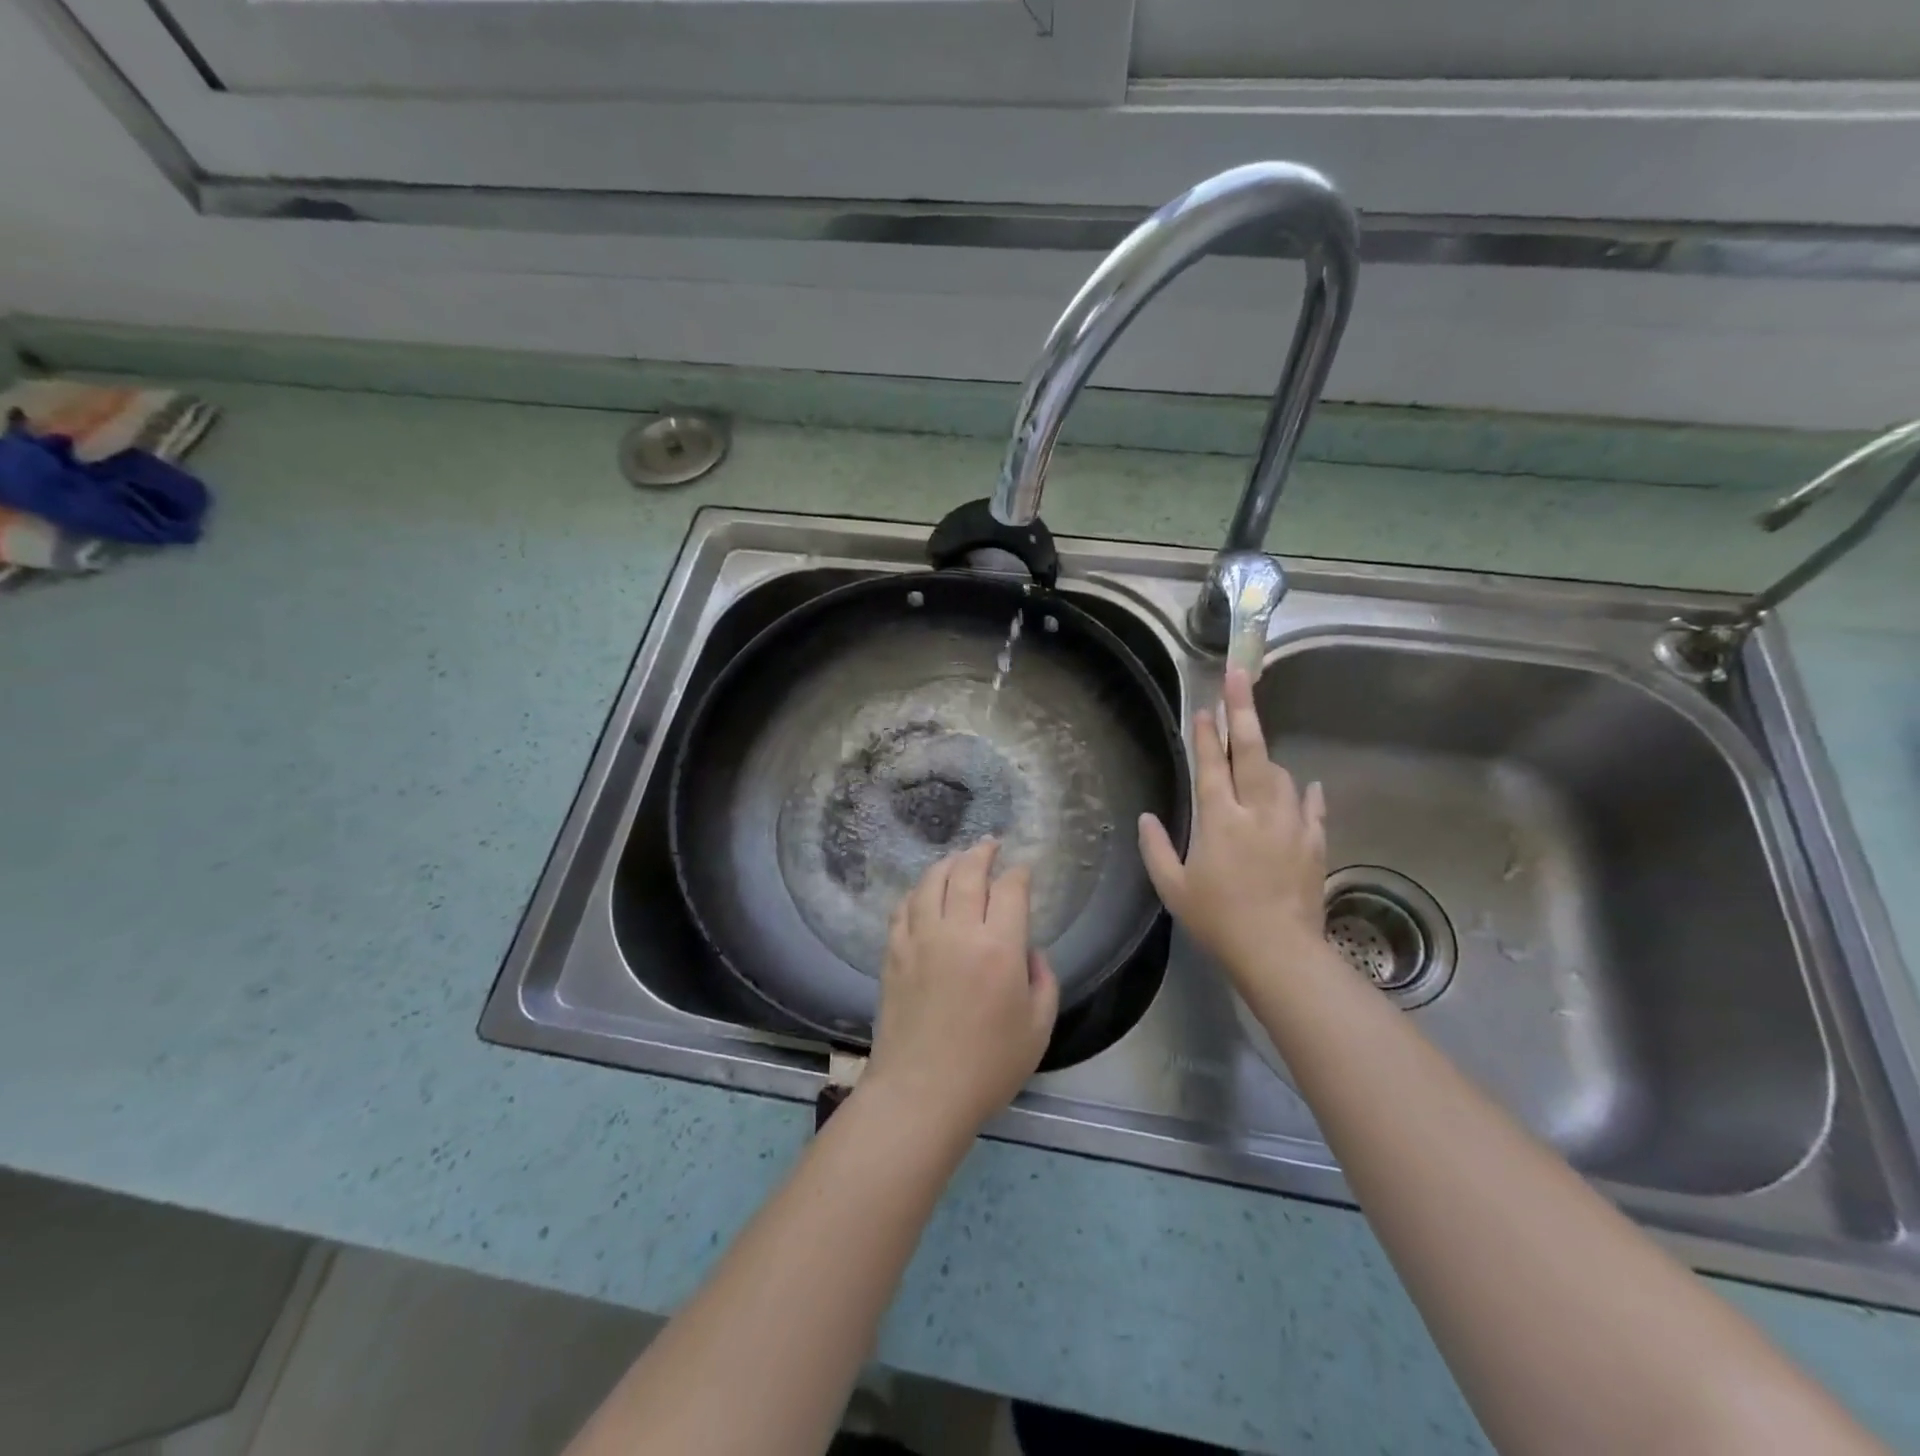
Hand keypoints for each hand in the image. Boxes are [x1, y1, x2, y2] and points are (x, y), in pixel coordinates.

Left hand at [863, 839, 1059, 1139]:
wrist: (921, 1093)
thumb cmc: (988, 1067)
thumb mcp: (1038, 1027)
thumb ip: (1043, 979)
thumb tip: (1027, 950)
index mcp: (998, 947)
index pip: (1009, 889)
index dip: (1018, 873)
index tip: (1023, 870)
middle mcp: (957, 931)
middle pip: (967, 872)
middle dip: (982, 852)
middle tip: (990, 844)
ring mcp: (919, 938)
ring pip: (931, 881)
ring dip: (948, 863)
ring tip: (958, 859)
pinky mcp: (893, 952)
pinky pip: (904, 907)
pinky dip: (917, 891)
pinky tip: (924, 893)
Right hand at [1138, 667, 1330, 993]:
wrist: (1279, 951)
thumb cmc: (1218, 920)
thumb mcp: (1173, 888)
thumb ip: (1156, 848)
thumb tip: (1146, 817)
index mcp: (1219, 819)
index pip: (1211, 765)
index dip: (1206, 735)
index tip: (1203, 709)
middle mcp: (1257, 811)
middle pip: (1251, 751)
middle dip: (1243, 709)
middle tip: (1240, 674)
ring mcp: (1291, 824)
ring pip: (1281, 774)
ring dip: (1266, 756)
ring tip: (1256, 748)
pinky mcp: (1314, 842)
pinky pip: (1312, 806)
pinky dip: (1306, 793)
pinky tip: (1307, 785)